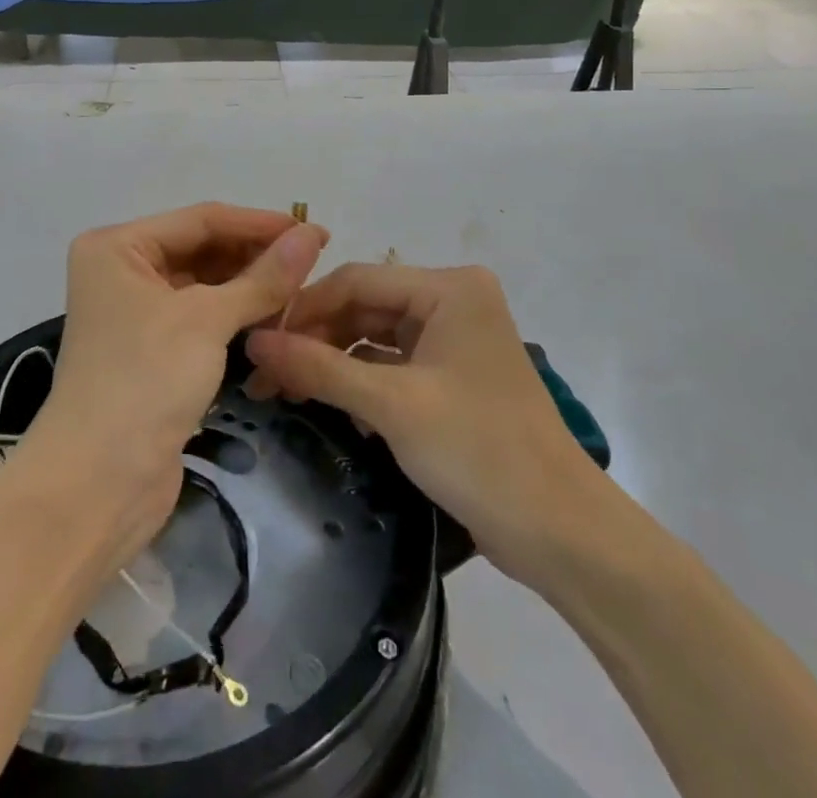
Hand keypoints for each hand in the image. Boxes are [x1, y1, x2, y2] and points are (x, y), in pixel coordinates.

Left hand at [23, 203, 330, 571]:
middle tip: (314, 260)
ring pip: (204, 285)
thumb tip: (312, 235)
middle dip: (255, 254)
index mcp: (118, 247)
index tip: (314, 231)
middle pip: (201, 249)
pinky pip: (201, 317)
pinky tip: (275, 315)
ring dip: (249, 286)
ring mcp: (136, 312)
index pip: (200, 220)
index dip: (259, 224)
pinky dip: (236, 315)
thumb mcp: (207, 321)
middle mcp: (122, 271)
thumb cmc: (145, 381)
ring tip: (304, 286)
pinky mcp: (152, 350)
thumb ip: (263, 277)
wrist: (98, 484)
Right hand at [244, 262, 606, 587]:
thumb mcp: (392, 405)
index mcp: (449, 288)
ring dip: (334, 361)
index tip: (257, 342)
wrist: (562, 534)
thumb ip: (319, 367)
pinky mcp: (453, 375)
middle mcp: (453, 300)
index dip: (304, 310)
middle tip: (265, 374)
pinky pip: (393, 363)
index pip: (357, 281)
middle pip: (365, 307)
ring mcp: (455, 339)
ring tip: (285, 390)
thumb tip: (253, 342)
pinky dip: (360, 381)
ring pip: (375, 337)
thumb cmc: (479, 452)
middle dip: (316, 338)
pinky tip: (328, 402)